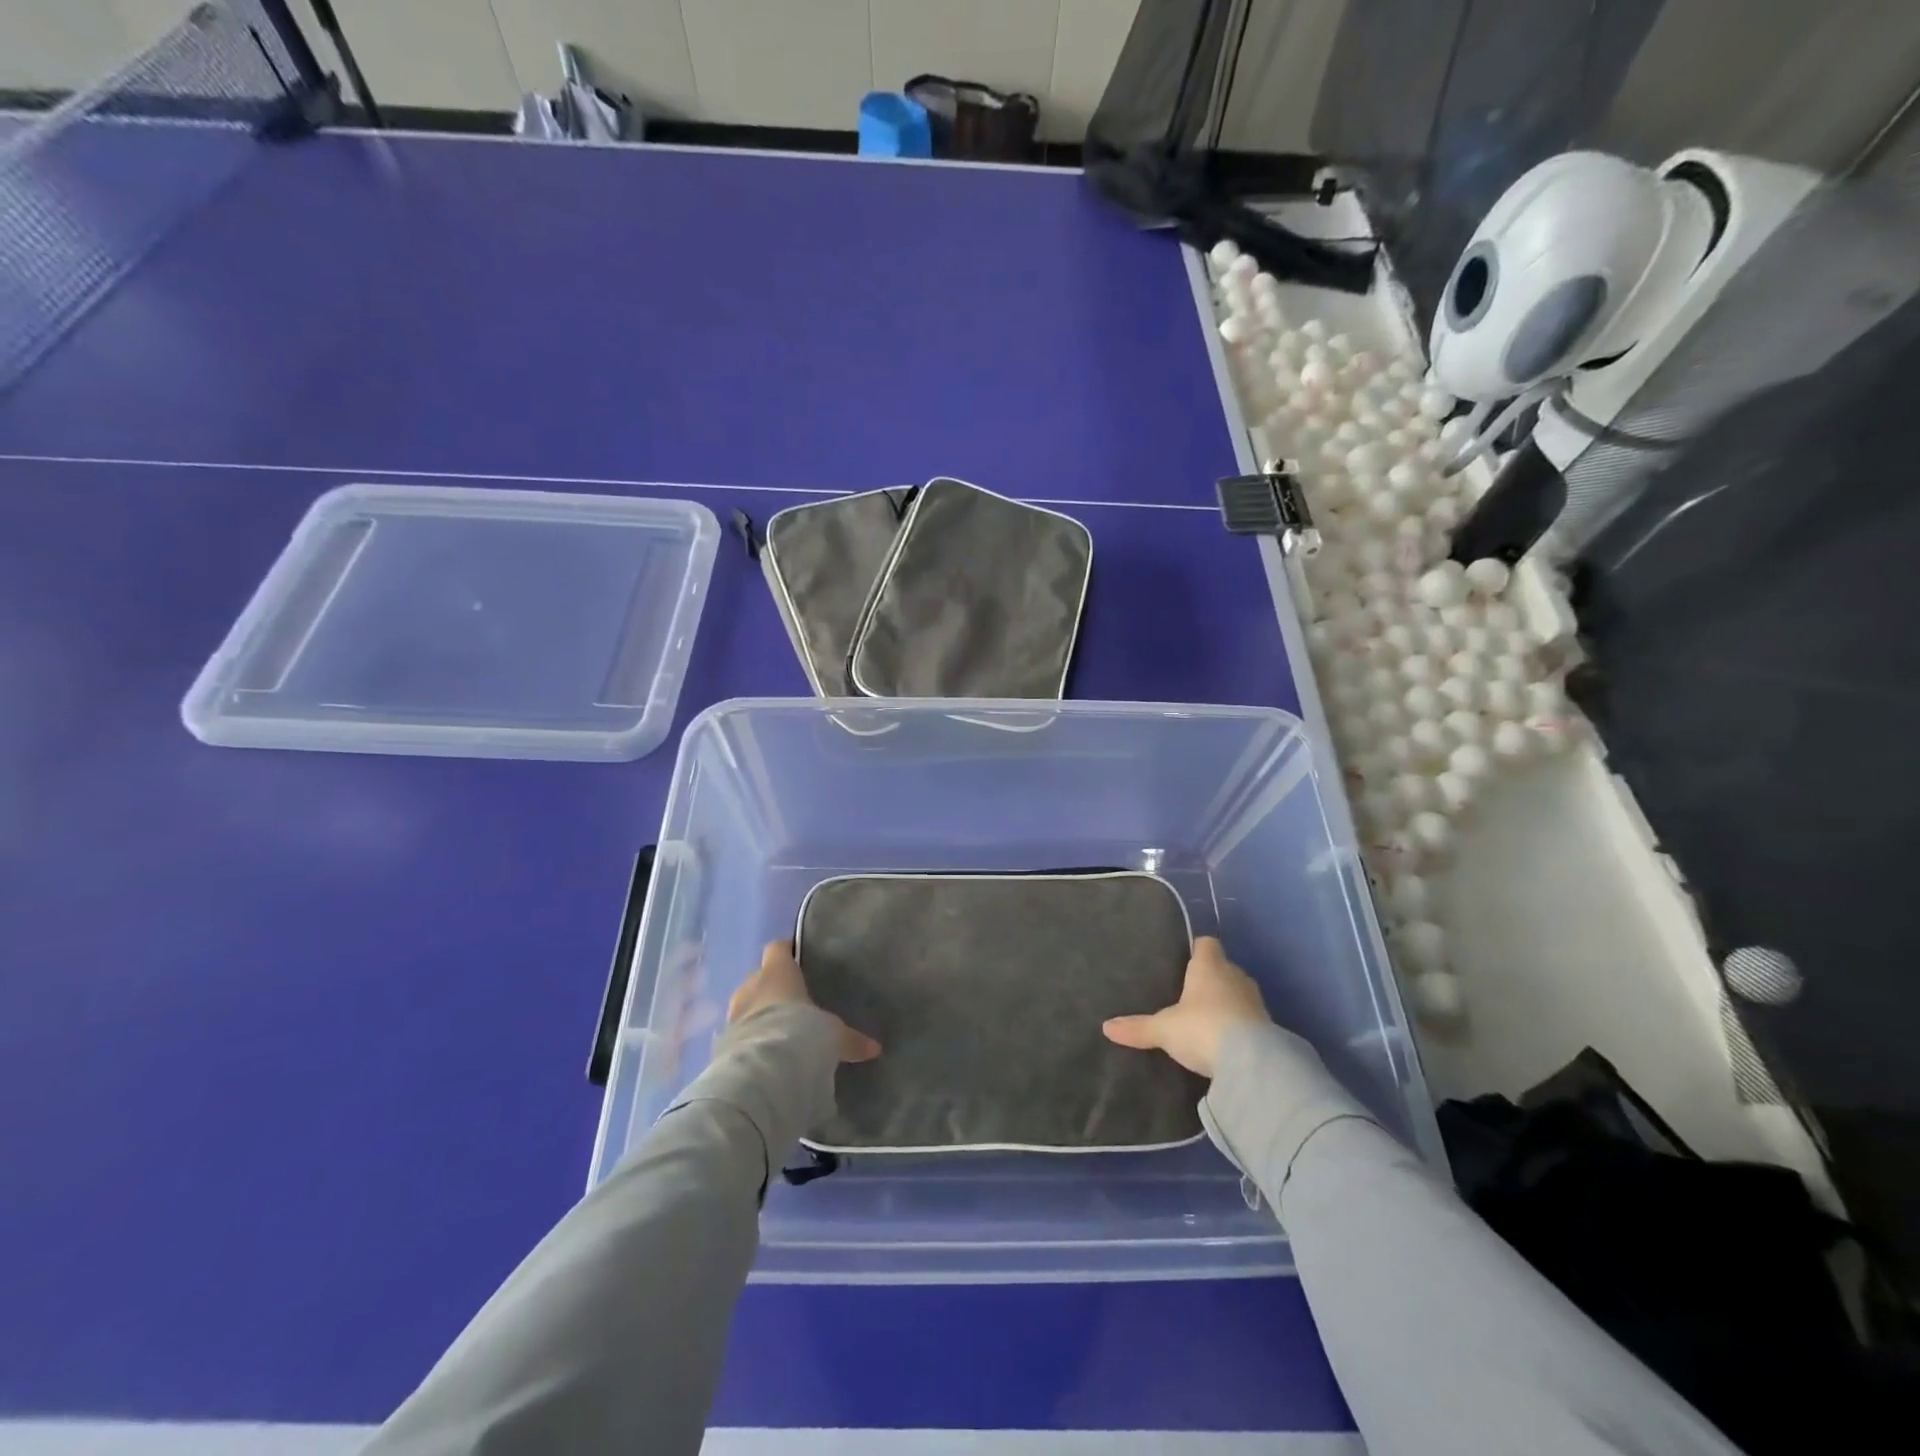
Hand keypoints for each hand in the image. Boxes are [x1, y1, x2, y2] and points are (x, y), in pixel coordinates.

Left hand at [728, 940, 880, 1063]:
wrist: (762, 1068)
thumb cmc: (800, 1030)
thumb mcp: (832, 1034)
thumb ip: (850, 1039)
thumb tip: (875, 1048)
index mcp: (777, 972)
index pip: (777, 948)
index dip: (786, 951)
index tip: (797, 957)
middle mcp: (751, 985)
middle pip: (759, 977)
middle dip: (771, 988)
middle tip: (791, 1003)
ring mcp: (734, 1013)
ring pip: (746, 1005)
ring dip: (758, 1015)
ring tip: (776, 1031)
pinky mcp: (723, 1041)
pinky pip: (738, 1034)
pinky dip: (749, 1040)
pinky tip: (763, 1055)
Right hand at [1102, 936, 1269, 1078]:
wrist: (1252, 1063)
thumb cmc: (1202, 1027)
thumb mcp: (1164, 1029)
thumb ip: (1138, 1027)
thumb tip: (1106, 1027)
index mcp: (1209, 965)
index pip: (1206, 943)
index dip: (1196, 949)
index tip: (1184, 960)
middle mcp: (1235, 976)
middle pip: (1223, 967)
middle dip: (1210, 978)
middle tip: (1189, 994)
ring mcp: (1255, 1001)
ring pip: (1237, 992)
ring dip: (1227, 1002)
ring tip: (1206, 1019)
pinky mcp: (1269, 1027)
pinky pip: (1249, 1018)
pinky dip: (1239, 1025)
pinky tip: (1225, 1040)